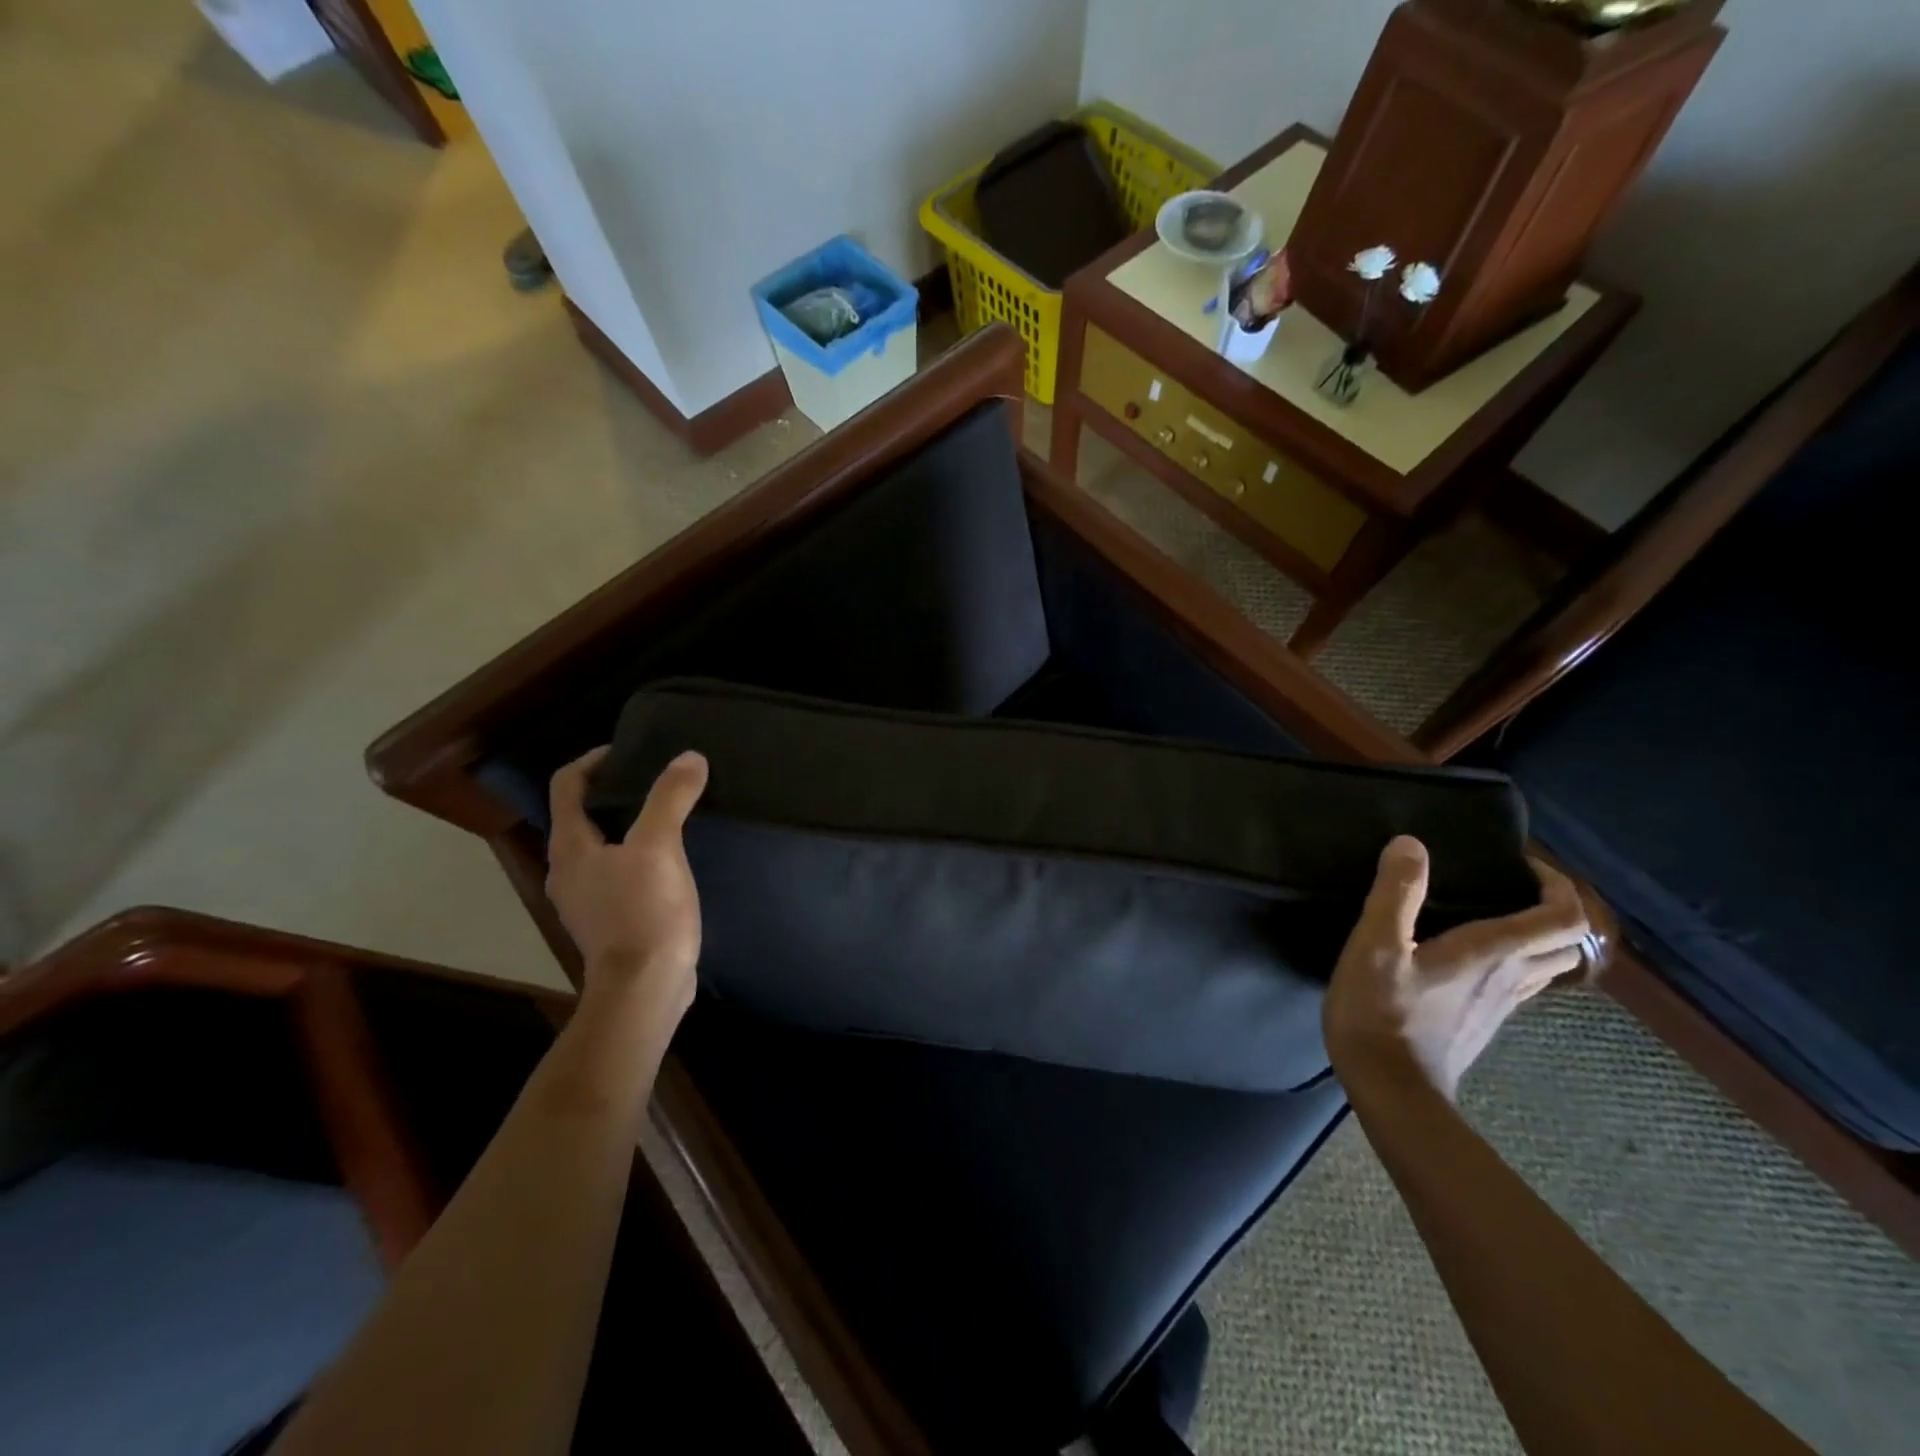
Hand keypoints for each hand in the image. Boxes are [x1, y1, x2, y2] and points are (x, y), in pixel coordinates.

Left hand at [545, 747, 707, 1015]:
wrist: (645, 988)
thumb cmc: (644, 912)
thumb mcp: (659, 847)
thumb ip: (670, 798)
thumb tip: (689, 757)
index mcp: (569, 847)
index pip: (567, 785)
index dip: (594, 760)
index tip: (630, 751)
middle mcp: (568, 870)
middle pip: (582, 815)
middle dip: (614, 792)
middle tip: (656, 778)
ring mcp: (586, 899)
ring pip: (601, 846)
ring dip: (627, 825)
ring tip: (668, 815)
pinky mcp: (609, 921)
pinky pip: (617, 872)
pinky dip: (637, 855)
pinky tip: (670, 860)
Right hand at [1323, 836, 1588, 1100]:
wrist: (1391, 1090)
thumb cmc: (1381, 1012)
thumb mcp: (1376, 946)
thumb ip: (1395, 893)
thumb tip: (1412, 844)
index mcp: (1494, 953)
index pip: (1565, 917)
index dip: (1557, 884)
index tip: (1521, 863)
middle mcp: (1512, 977)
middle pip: (1568, 942)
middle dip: (1555, 908)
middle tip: (1512, 886)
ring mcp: (1502, 1006)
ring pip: (1550, 967)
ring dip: (1540, 937)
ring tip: (1497, 915)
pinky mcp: (1485, 1023)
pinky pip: (1522, 985)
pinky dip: (1516, 961)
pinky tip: (1474, 957)